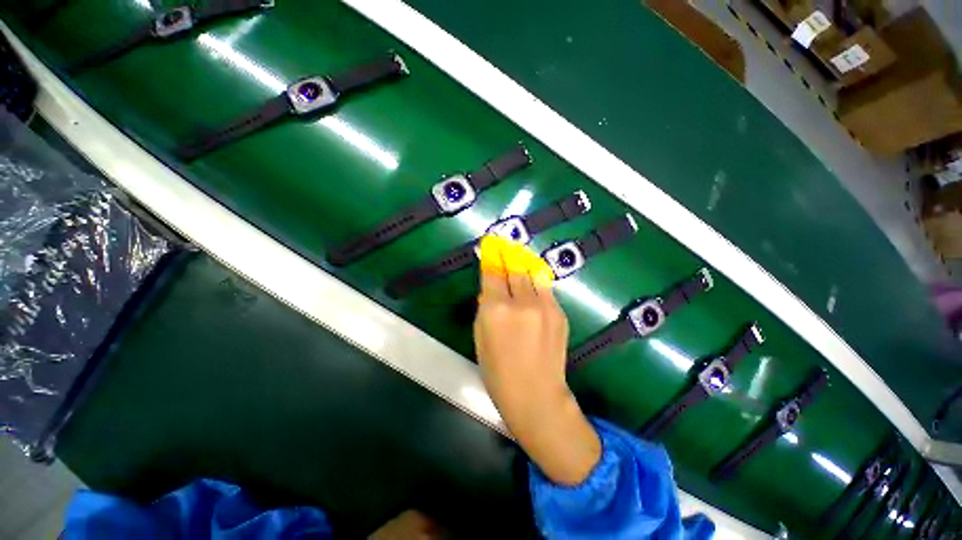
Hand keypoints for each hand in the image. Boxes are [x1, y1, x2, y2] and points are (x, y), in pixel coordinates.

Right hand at [474, 236, 600, 485]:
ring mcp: (544, 306)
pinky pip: (544, 288)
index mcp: (496, 309)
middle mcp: (521, 302)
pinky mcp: (559, 312)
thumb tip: (491, 288)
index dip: (491, 257)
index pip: (493, 273)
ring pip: (532, 272)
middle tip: (503, 242)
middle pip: (514, 267)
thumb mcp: (480, 338)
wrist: (537, 395)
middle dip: (507, 252)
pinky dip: (535, 279)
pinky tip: (531, 277)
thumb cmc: (498, 373)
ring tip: (518, 252)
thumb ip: (485, 308)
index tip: (489, 245)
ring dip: (524, 260)